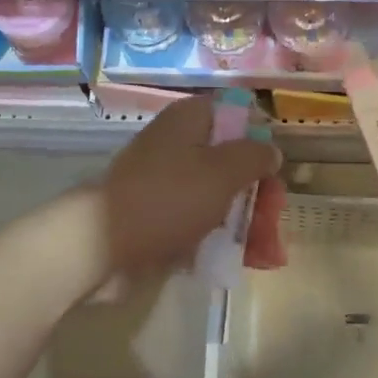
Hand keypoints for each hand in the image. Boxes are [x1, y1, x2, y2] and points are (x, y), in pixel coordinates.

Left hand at [100, 95, 283, 274]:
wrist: (102, 245)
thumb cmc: (168, 197)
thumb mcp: (222, 171)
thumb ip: (254, 157)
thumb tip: (271, 150)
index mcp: (190, 120)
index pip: (235, 116)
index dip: (259, 140)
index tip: (275, 170)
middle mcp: (179, 145)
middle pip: (231, 161)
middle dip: (259, 192)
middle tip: (274, 220)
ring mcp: (168, 182)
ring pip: (219, 195)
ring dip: (247, 221)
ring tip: (267, 254)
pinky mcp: (160, 216)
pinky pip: (200, 221)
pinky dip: (222, 238)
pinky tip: (244, 261)